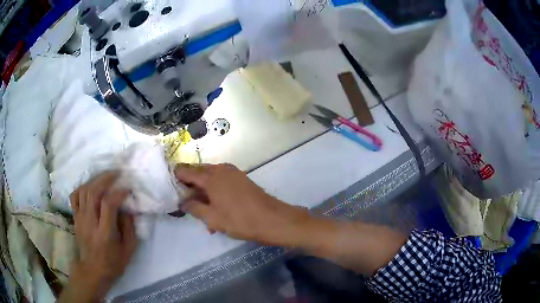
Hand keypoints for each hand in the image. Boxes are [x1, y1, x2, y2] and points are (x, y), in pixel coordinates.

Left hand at [59, 172, 137, 302]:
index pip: (108, 204)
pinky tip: (90, 186)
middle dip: (105, 179)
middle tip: (116, 173)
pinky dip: (82, 187)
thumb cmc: (112, 263)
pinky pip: (75, 196)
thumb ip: (130, 229)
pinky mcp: (75, 218)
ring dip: (95, 180)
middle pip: (93, 192)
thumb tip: (128, 209)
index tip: (127, 189)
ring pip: (84, 191)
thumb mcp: (128, 251)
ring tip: (105, 177)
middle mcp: (90, 222)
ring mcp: (80, 219)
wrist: (92, 271)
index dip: (118, 193)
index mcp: (104, 233)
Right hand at [175, 164, 309, 245]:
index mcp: (211, 176)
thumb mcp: (212, 218)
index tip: (170, 188)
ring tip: (204, 214)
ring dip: (204, 194)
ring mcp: (233, 173)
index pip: (186, 171)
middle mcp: (221, 170)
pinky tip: (217, 212)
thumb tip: (182, 201)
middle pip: (198, 174)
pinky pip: (222, 183)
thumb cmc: (240, 220)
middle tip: (187, 204)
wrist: (272, 219)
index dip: (176, 178)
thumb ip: (194, 208)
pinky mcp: (242, 179)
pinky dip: (216, 194)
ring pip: (211, 180)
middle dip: (191, 188)